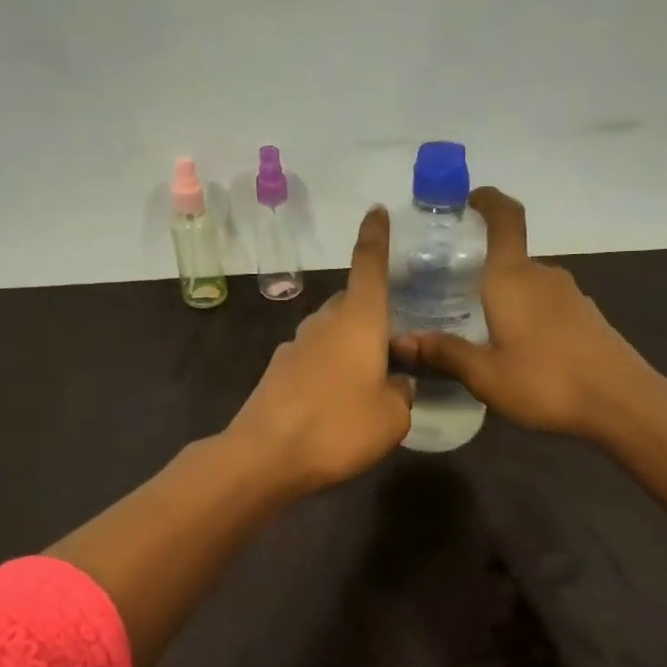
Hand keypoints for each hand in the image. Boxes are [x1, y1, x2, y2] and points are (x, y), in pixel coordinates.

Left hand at [226, 207, 413, 492]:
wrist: (265, 456)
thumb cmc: (339, 428)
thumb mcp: (393, 417)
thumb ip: (402, 392)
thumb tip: (396, 382)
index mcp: (358, 320)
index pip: (369, 266)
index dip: (376, 237)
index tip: (377, 211)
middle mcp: (325, 322)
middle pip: (353, 303)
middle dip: (373, 316)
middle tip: (395, 346)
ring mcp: (296, 345)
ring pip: (332, 332)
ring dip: (351, 346)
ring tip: (369, 381)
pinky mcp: (278, 371)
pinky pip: (314, 358)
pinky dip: (329, 369)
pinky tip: (336, 403)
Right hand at [392, 187, 655, 438]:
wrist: (622, 403)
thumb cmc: (546, 381)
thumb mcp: (485, 375)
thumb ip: (444, 353)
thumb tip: (400, 341)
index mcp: (513, 277)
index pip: (505, 218)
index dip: (488, 201)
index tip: (468, 200)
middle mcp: (543, 276)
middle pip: (509, 257)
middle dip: (481, 268)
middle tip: (450, 292)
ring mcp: (570, 295)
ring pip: (527, 284)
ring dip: (504, 296)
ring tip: (479, 326)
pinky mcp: (586, 316)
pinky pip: (546, 304)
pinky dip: (526, 314)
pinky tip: (517, 348)